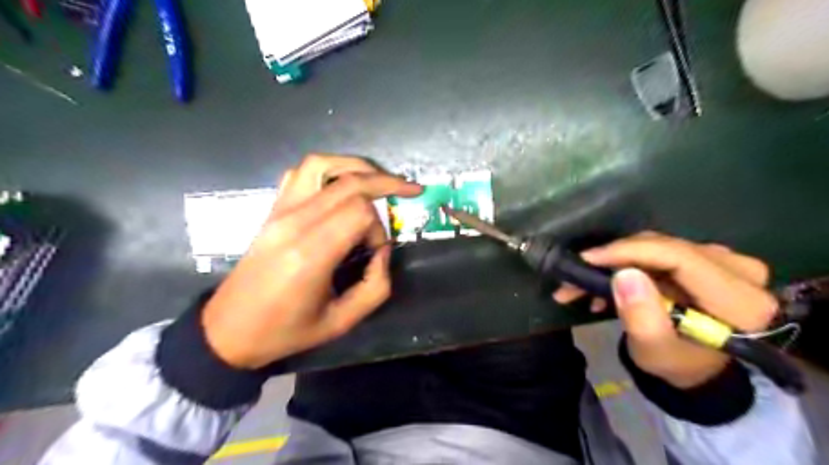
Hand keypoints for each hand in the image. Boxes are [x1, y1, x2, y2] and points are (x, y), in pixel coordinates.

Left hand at [198, 155, 421, 367]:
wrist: (229, 329)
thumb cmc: (286, 331)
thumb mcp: (341, 322)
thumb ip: (375, 286)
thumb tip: (383, 251)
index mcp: (311, 254)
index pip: (359, 212)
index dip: (379, 228)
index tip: (375, 251)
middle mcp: (294, 222)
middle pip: (349, 182)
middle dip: (385, 184)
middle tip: (409, 190)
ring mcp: (279, 211)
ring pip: (323, 164)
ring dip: (357, 166)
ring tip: (379, 179)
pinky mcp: (272, 209)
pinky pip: (301, 172)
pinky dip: (329, 168)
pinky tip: (342, 184)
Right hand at [552, 232, 781, 388]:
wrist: (695, 366)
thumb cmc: (676, 363)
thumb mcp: (654, 350)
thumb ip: (641, 317)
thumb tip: (624, 274)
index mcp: (740, 302)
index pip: (679, 257)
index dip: (629, 252)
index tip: (588, 259)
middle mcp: (741, 272)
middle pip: (665, 248)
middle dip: (614, 259)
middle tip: (576, 275)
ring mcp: (726, 261)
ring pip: (657, 246)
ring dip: (616, 262)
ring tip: (583, 284)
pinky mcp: (707, 257)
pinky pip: (660, 250)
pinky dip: (628, 263)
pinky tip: (606, 283)